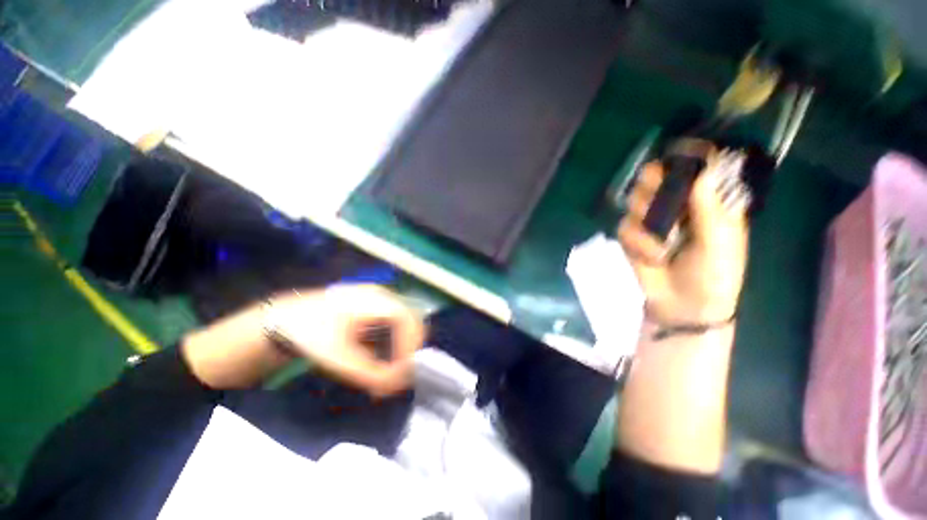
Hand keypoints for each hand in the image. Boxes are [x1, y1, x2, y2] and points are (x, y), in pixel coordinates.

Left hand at [268, 285, 424, 396]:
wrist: (283, 321)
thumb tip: (397, 385)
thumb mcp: (339, 359)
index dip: (411, 344)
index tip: (404, 370)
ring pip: (404, 320)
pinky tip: (381, 357)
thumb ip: (371, 374)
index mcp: (374, 300)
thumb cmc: (310, 336)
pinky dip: (394, 340)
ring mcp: (377, 298)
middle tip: (402, 371)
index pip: (407, 319)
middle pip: (410, 318)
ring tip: (392, 368)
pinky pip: (393, 322)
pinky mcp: (373, 306)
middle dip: (410, 346)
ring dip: (403, 344)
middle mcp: (381, 295)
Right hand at [617, 162, 748, 323]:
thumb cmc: (713, 274)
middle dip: (653, 181)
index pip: (695, 167)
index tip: (677, 153)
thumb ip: (709, 208)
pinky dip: (637, 242)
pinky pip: (624, 226)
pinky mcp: (632, 237)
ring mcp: (651, 221)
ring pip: (635, 198)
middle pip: (656, 176)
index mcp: (706, 201)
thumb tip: (702, 169)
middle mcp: (676, 205)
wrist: (685, 305)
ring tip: (661, 239)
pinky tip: (652, 257)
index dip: (687, 156)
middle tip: (656, 190)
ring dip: (644, 214)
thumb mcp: (720, 242)